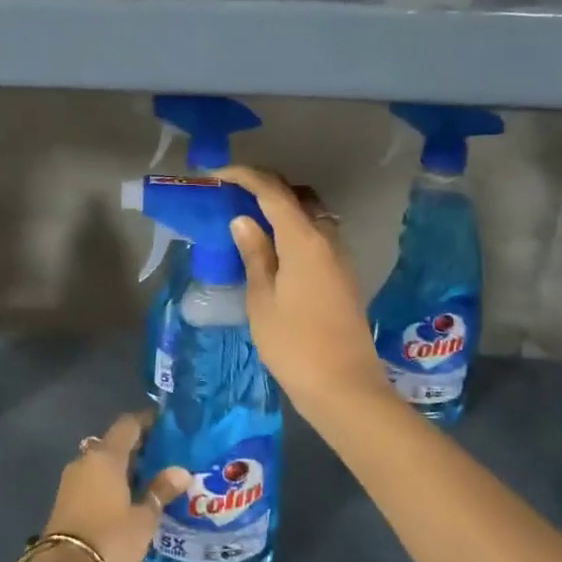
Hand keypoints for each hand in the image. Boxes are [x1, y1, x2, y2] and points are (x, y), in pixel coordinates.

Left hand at [36, 411, 189, 561]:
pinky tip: (128, 500)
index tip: (167, 426)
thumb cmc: (110, 539)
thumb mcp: (143, 518)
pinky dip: (110, 484)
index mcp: (105, 456)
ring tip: (150, 481)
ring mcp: (71, 481)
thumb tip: (181, 471)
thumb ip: (160, 491)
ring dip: (123, 468)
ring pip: (102, 464)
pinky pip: (93, 482)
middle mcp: (85, 460)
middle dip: (138, 448)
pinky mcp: (65, 501)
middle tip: (164, 458)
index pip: (128, 424)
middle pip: (114, 444)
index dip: (147, 421)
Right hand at [217, 164, 392, 424]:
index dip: (245, 176)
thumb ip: (255, 254)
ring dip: (283, 208)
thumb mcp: (262, 300)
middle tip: (233, 193)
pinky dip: (295, 229)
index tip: (217, 174)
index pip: (273, 192)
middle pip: (298, 197)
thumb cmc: (294, 345)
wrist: (344, 387)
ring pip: (311, 215)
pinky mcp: (344, 275)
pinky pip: (318, 236)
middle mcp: (328, 239)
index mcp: (304, 240)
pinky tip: (274, 248)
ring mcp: (340, 257)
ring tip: (251, 218)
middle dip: (266, 187)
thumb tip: (244, 220)